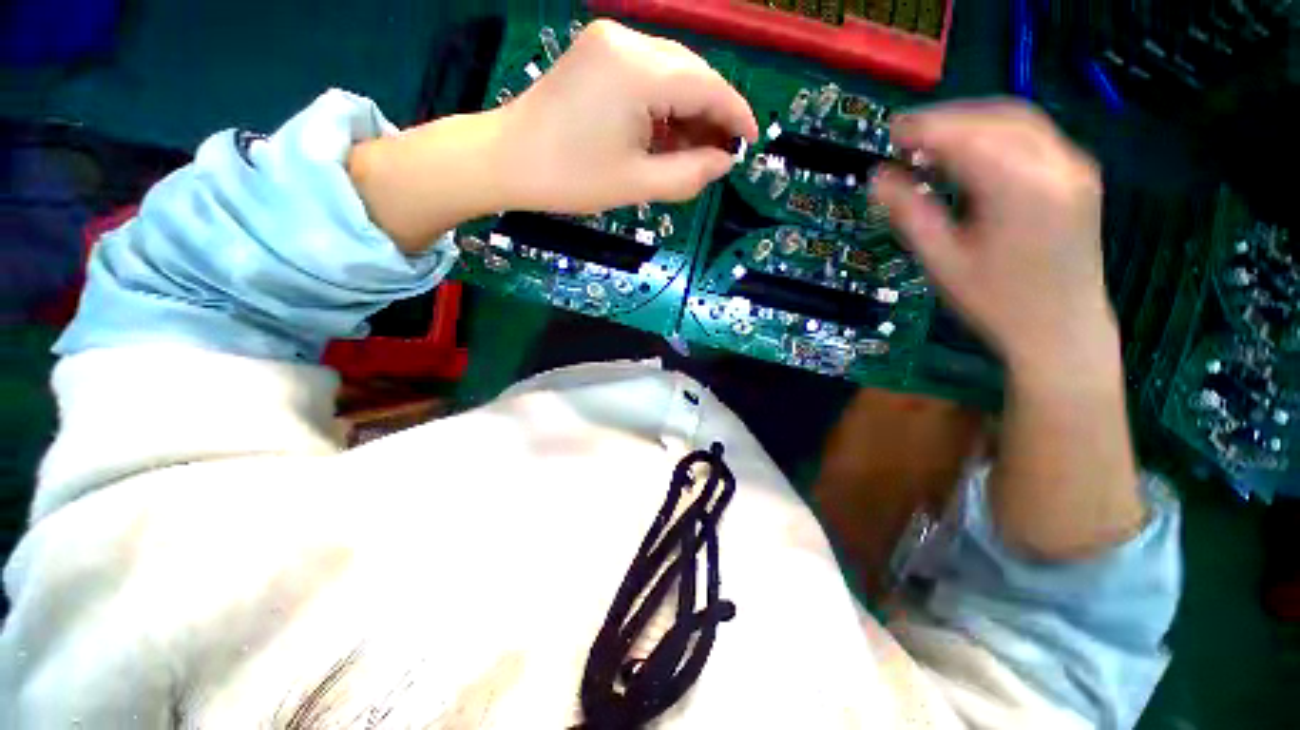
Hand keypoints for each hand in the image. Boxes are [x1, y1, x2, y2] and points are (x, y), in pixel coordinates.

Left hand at [496, 19, 758, 213]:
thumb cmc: (571, 178)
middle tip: (719, 155)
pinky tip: (665, 136)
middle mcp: (629, 40)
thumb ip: (689, 174)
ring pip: (671, 73)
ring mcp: (610, 41)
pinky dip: (663, 105)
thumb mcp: (637, 185)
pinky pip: (647, 74)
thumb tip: (723, 162)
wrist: (507, 160)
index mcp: (639, 71)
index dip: (735, 115)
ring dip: (688, 112)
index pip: (708, 85)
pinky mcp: (598, 52)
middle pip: (692, 74)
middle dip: (711, 115)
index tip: (749, 144)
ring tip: (694, 152)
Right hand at [871, 101, 1116, 376]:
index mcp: (1022, 190)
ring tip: (932, 141)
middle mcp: (1057, 166)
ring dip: (971, 121)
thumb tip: (878, 180)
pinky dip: (996, 132)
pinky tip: (971, 151)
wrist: (1061, 330)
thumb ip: (910, 214)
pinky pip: (1034, 136)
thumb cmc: (996, 303)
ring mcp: (1075, 167)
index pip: (968, 138)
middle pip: (997, 118)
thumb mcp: (943, 262)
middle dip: (948, 119)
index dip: (926, 129)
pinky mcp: (1079, 175)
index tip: (891, 131)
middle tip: (906, 136)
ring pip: (1018, 120)